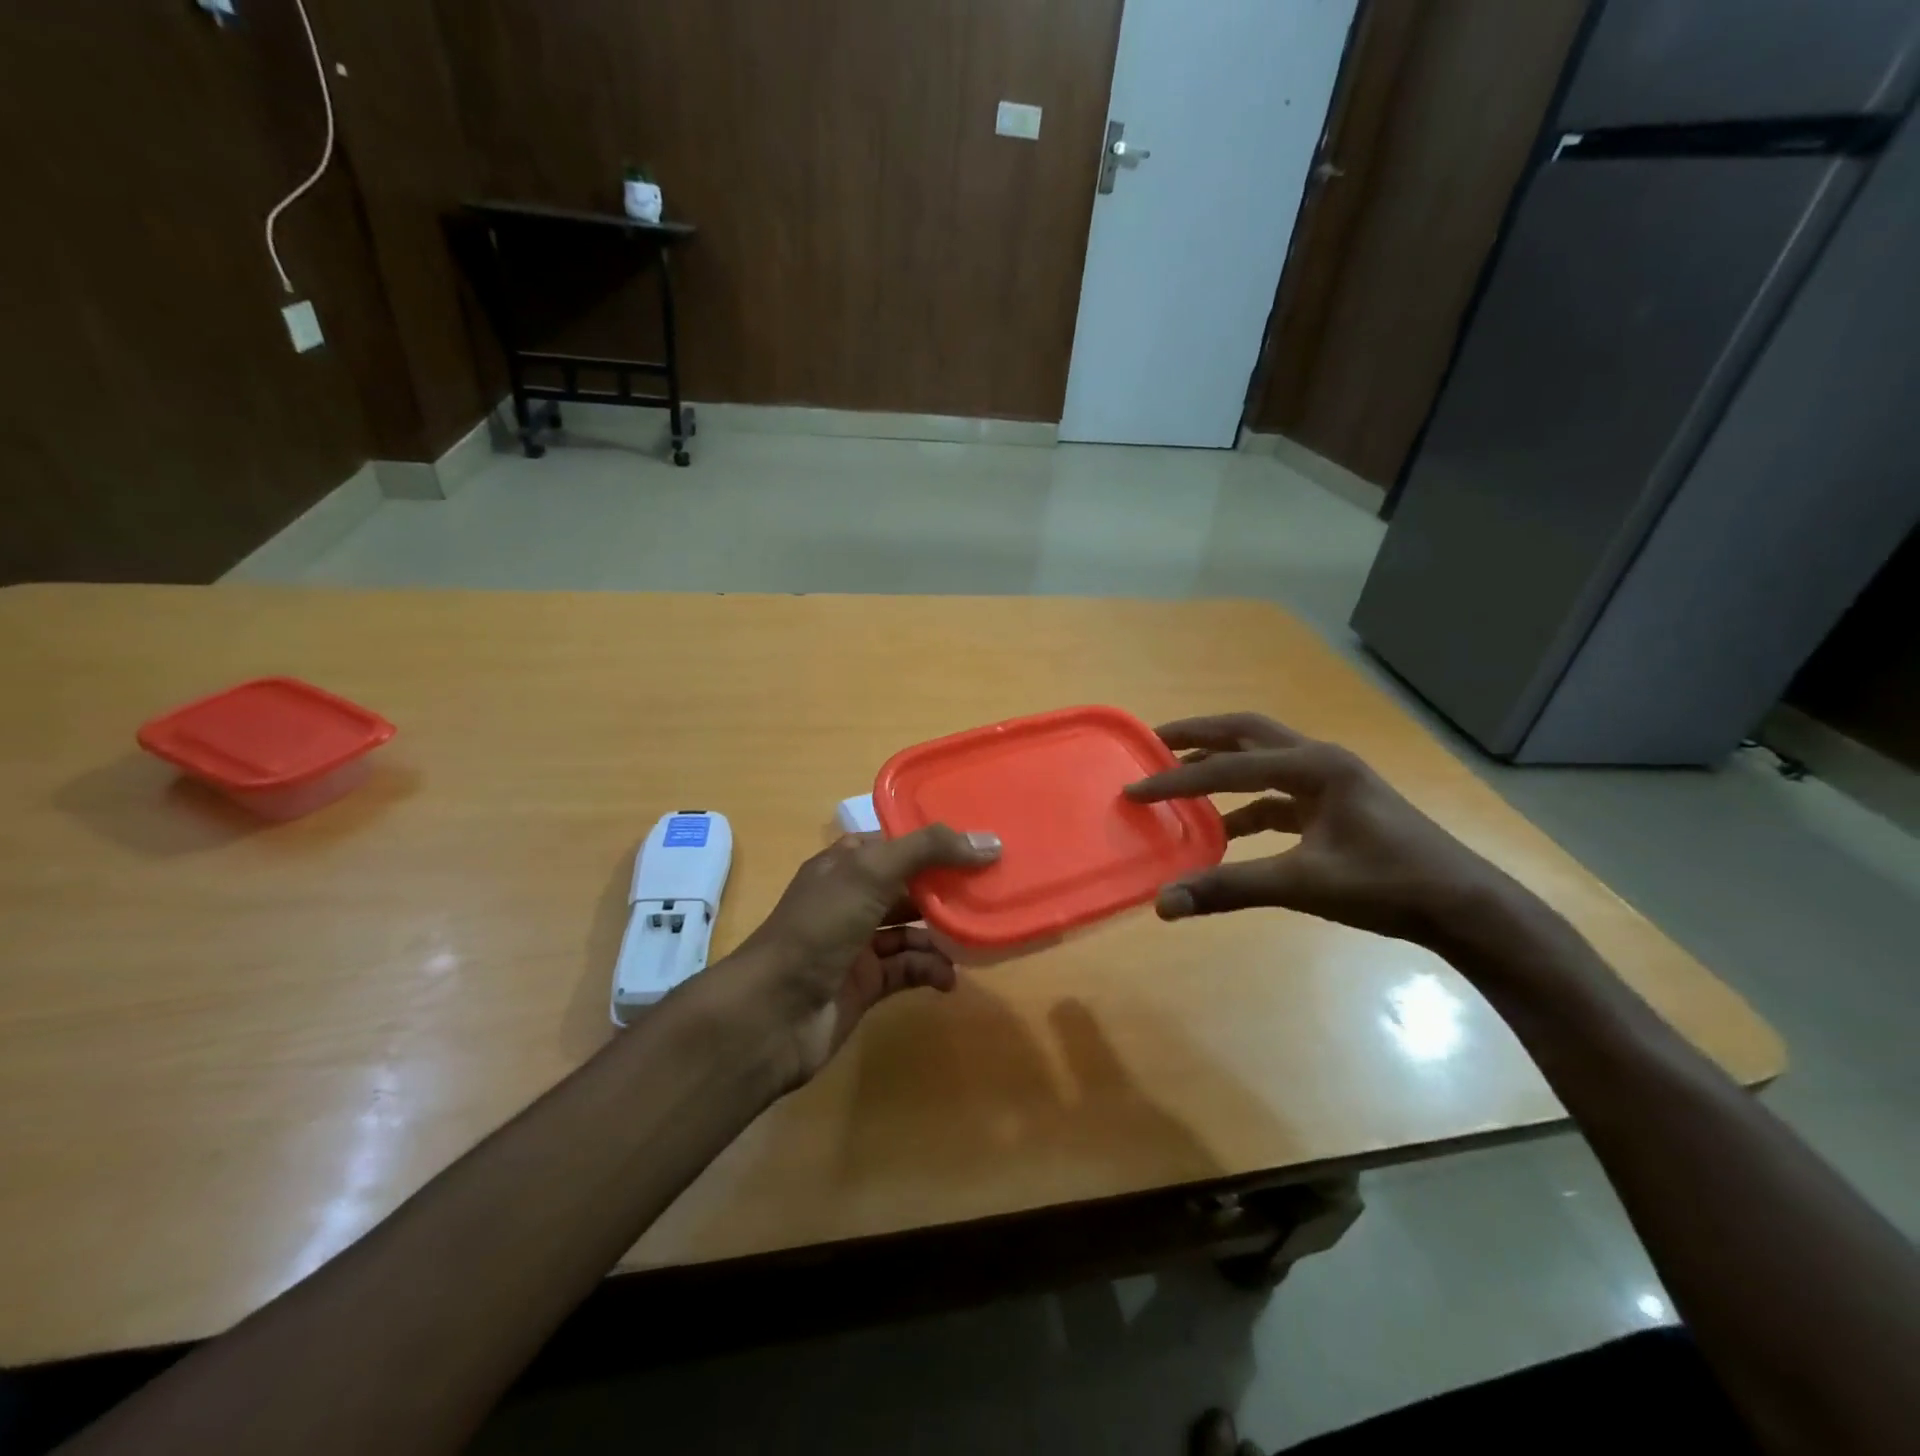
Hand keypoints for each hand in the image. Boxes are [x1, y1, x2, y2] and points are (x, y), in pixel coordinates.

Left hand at [722, 826, 1000, 1089]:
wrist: (772, 1013)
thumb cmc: (819, 928)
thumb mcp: (871, 873)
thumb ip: (928, 851)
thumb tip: (989, 842)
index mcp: (844, 864)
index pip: (895, 842)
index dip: (934, 840)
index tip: (980, 841)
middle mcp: (851, 899)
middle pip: (907, 885)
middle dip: (945, 887)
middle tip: (991, 889)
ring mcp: (857, 943)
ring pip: (911, 929)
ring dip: (942, 933)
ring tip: (977, 936)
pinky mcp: (865, 984)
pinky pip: (907, 969)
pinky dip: (929, 970)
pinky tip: (949, 979)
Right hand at [1124, 712, 1530, 948]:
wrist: (1464, 908)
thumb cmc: (1388, 885)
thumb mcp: (1304, 885)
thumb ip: (1229, 888)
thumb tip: (1163, 904)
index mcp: (1315, 766)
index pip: (1229, 767)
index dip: (1176, 779)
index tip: (1133, 789)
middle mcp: (1320, 760)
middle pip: (1246, 733)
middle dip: (1197, 735)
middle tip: (1152, 741)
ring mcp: (1330, 782)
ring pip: (1261, 759)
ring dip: (1220, 764)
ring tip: (1178, 773)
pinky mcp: (1334, 806)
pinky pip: (1276, 795)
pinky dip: (1243, 805)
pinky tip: (1221, 830)